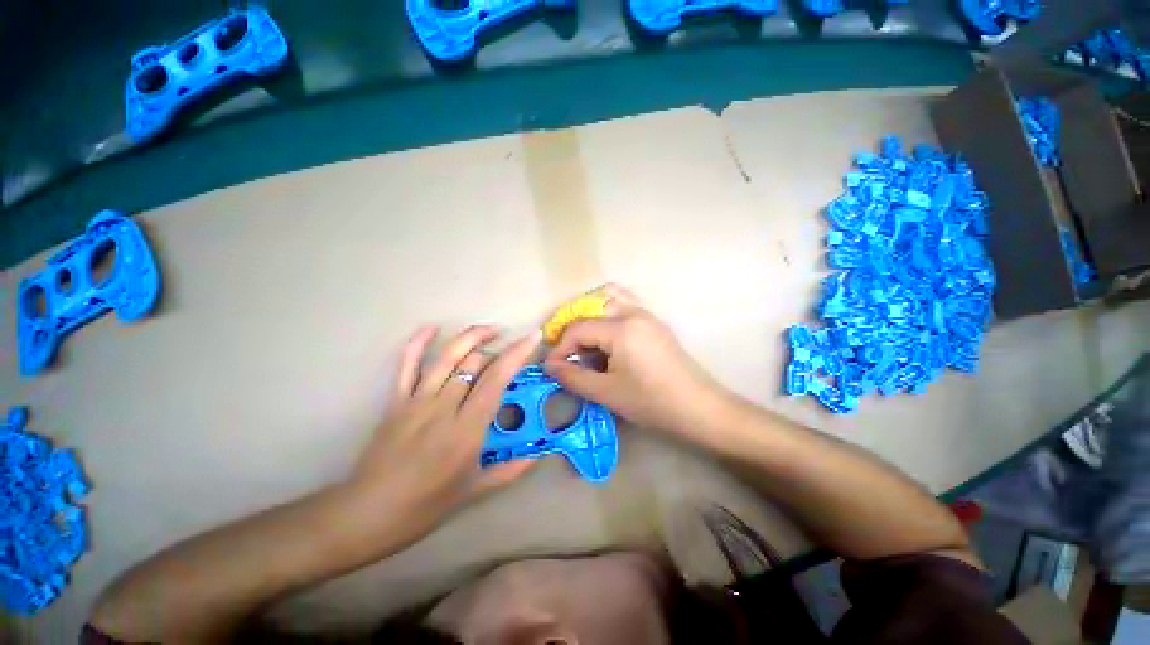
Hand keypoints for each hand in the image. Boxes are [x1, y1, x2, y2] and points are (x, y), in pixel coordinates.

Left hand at [352, 326, 539, 535]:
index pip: (497, 378)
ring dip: (471, 336)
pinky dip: (418, 342)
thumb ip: (511, 470)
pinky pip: (407, 364)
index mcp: (467, 428)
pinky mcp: (396, 400)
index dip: (517, 353)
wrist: (367, 514)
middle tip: (512, 348)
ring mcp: (417, 400)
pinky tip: (431, 327)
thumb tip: (539, 454)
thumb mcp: (474, 491)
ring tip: (490, 329)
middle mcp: (444, 406)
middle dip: (498, 347)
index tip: (532, 337)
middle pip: (475, 361)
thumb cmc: (425, 505)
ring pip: (448, 356)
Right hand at [542, 284, 725, 436]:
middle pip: (591, 305)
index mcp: (621, 328)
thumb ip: (574, 377)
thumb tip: (550, 366)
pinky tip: (605, 338)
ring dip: (590, 312)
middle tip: (564, 348)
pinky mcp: (654, 323)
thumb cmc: (652, 402)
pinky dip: (608, 313)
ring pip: (611, 297)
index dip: (560, 347)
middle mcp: (633, 313)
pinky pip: (625, 305)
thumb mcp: (608, 392)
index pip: (578, 328)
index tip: (552, 367)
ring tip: (582, 337)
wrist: (699, 408)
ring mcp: (647, 315)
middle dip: (572, 325)